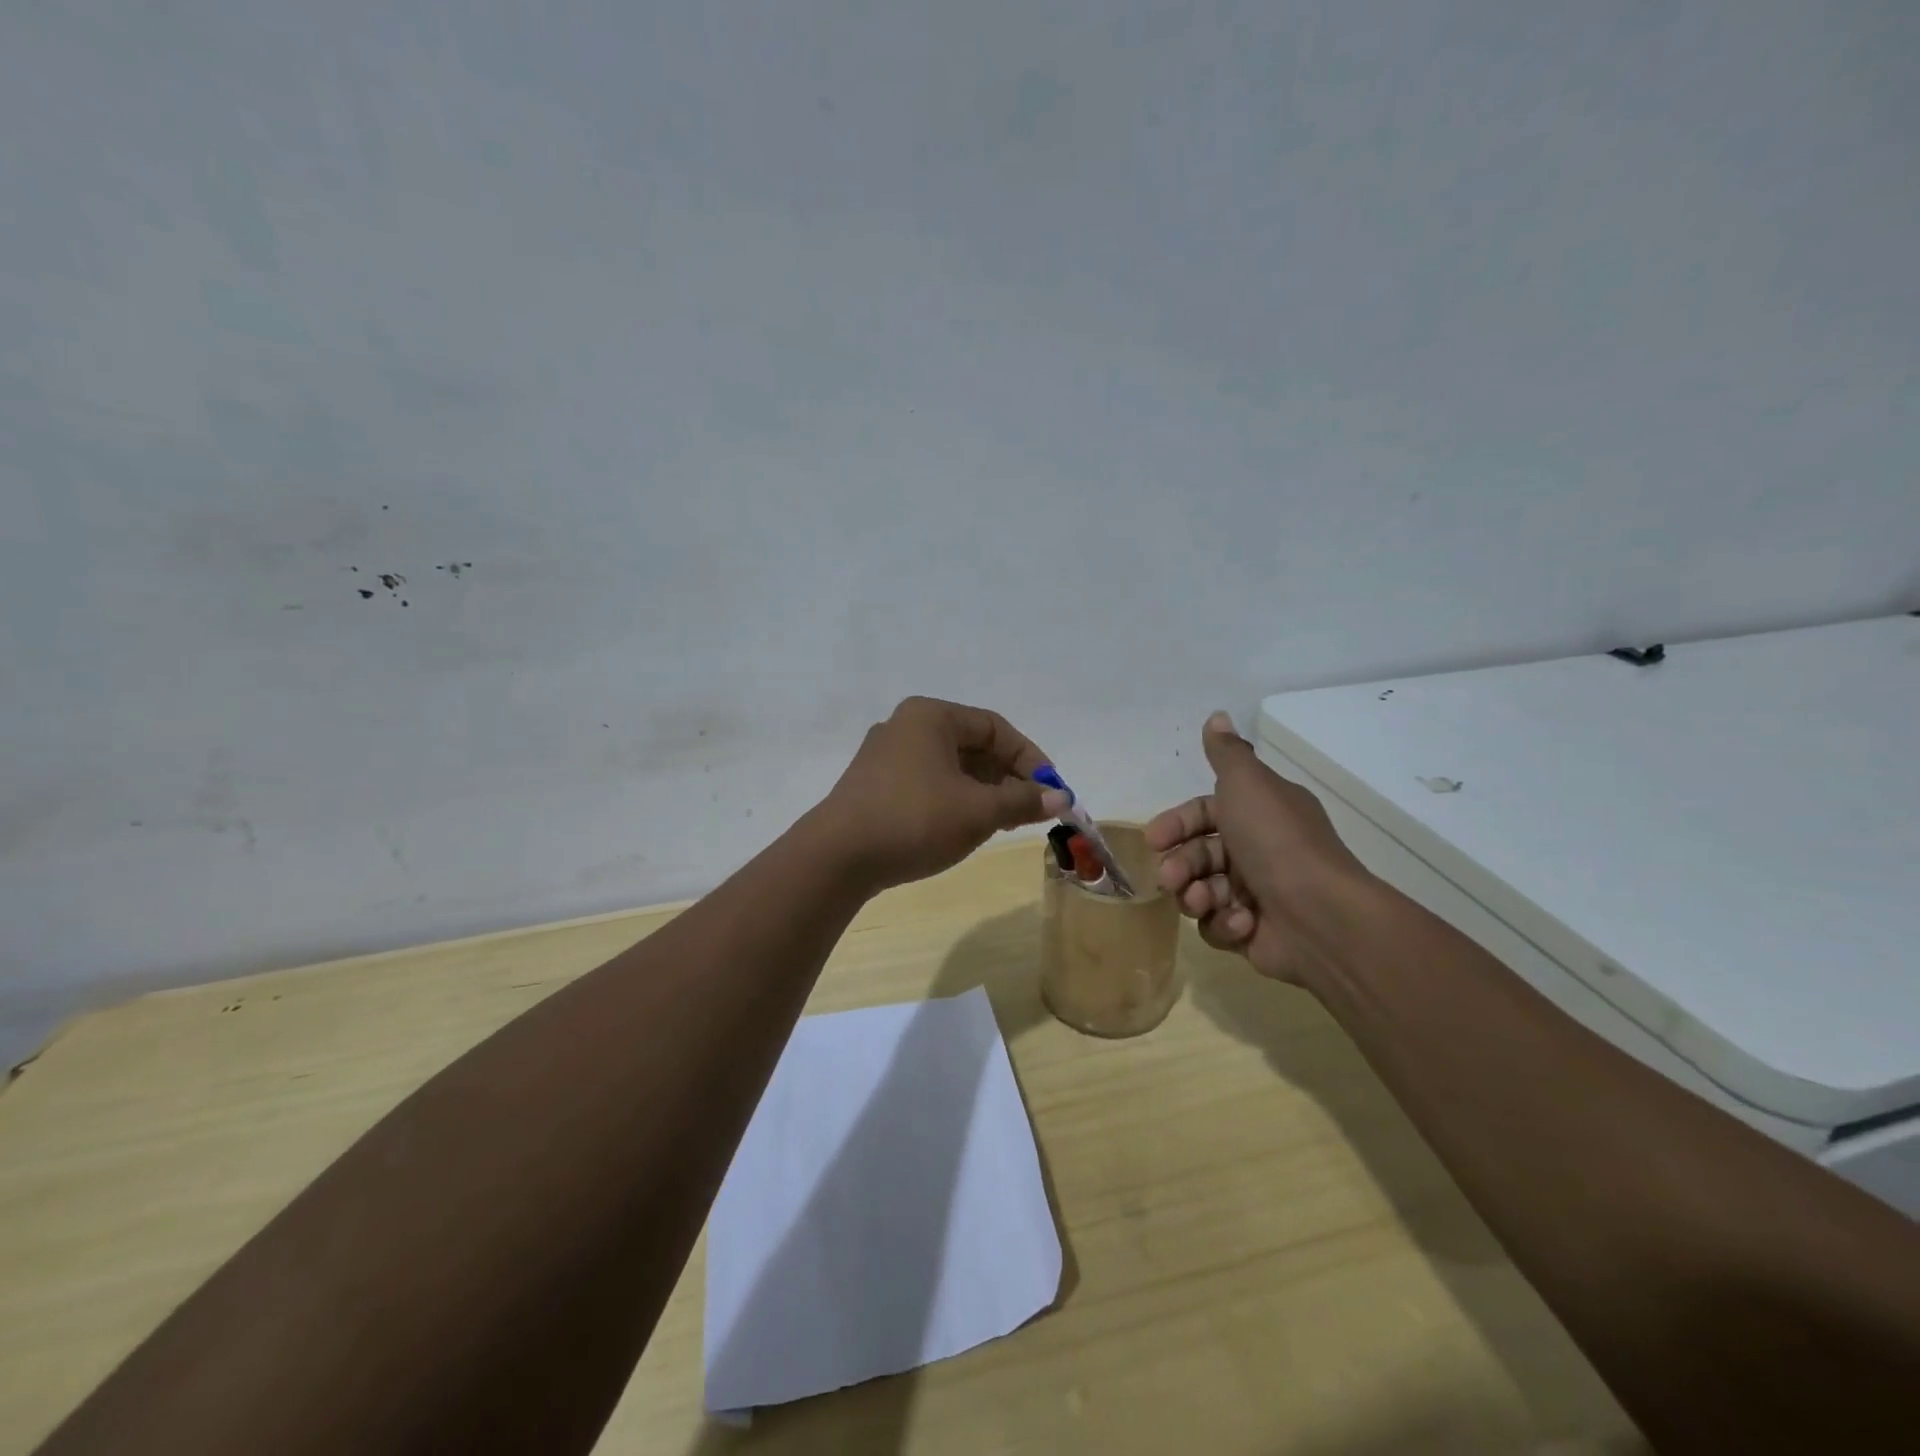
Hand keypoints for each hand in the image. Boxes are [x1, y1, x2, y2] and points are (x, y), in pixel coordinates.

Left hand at [816, 697, 1070, 890]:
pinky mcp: (874, 786)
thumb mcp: (978, 810)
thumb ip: (1022, 801)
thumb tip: (1061, 798)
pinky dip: (954, 800)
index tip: (1051, 790)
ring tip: (1002, 823)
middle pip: (972, 746)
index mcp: (930, 716)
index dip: (1029, 758)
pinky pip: (927, 783)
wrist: (837, 857)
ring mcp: (885, 756)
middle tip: (1029, 810)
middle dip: (1006, 778)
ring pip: (950, 767)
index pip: (995, 728)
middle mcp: (905, 726)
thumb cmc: (915, 819)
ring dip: (982, 792)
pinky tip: (964, 828)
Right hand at [1146, 711, 1378, 984]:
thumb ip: (1227, 752)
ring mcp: (1256, 894)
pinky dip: (1224, 924)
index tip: (1154, 839)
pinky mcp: (1253, 933)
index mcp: (1261, 814)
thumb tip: (1217, 715)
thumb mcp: (1248, 784)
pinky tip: (1241, 923)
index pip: (1205, 813)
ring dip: (1195, 895)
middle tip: (1172, 878)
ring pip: (1201, 890)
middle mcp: (1258, 850)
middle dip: (1180, 866)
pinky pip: (1218, 925)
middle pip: (1198, 854)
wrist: (1321, 917)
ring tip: (1203, 902)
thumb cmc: (1277, 843)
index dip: (1177, 824)